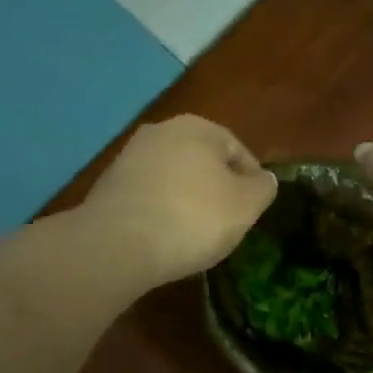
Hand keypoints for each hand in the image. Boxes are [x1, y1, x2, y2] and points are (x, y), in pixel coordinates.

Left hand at [80, 116, 277, 286]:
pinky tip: (164, 237)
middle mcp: (161, 131)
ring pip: (173, 178)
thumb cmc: (192, 219)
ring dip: (187, 200)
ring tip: (195, 234)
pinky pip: (148, 195)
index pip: (238, 150)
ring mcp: (129, 157)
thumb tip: (264, 179)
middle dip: (216, 189)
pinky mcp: (108, 185)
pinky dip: (160, 211)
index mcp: (197, 127)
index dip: (252, 181)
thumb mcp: (246, 206)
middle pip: (203, 161)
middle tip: (227, 222)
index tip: (253, 211)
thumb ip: (263, 188)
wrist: (116, 245)